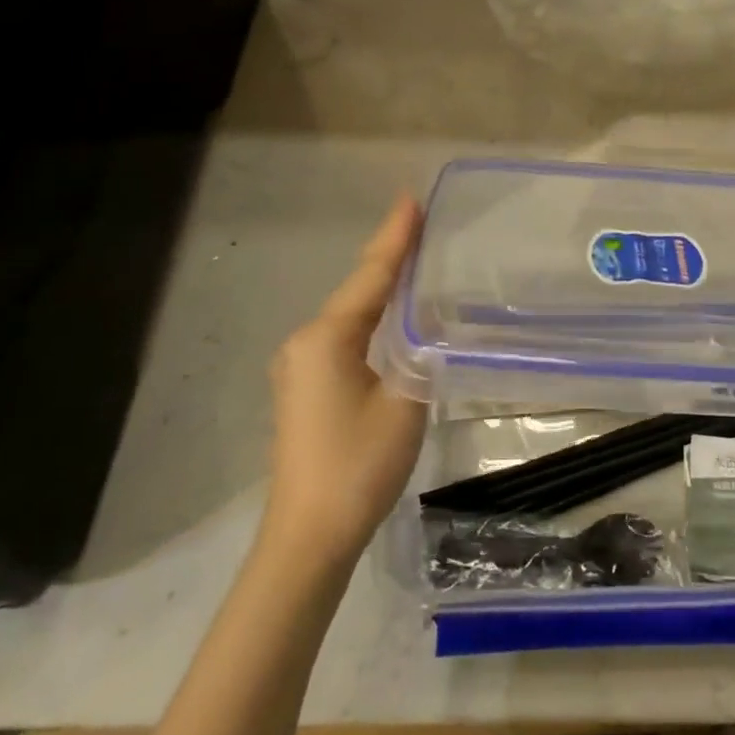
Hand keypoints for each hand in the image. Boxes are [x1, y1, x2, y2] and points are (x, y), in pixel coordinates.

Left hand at [263, 195, 427, 559]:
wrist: (309, 536)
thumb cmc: (359, 465)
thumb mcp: (405, 402)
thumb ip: (422, 353)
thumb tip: (434, 321)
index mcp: (327, 337)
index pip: (371, 275)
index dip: (395, 236)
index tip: (411, 198)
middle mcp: (305, 342)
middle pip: (358, 290)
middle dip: (390, 257)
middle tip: (422, 224)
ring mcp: (300, 366)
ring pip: (350, 314)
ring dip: (382, 289)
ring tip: (415, 260)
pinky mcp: (306, 388)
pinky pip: (344, 338)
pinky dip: (371, 319)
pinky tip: (392, 317)